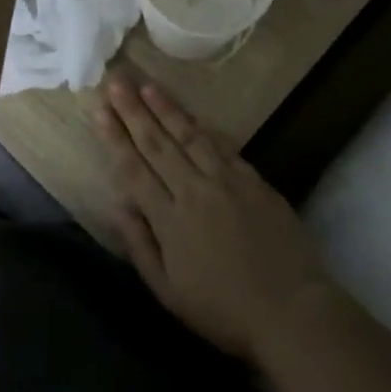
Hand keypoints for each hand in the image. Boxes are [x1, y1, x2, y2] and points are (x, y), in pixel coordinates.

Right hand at [95, 72, 342, 365]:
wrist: (291, 309)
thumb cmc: (224, 310)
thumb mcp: (169, 293)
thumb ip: (141, 246)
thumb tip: (118, 205)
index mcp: (169, 220)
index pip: (134, 169)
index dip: (115, 137)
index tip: (99, 109)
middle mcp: (194, 191)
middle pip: (158, 144)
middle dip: (134, 111)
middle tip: (116, 81)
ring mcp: (226, 181)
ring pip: (189, 136)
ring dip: (166, 109)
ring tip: (147, 86)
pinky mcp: (253, 180)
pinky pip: (222, 146)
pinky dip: (202, 127)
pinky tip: (190, 115)